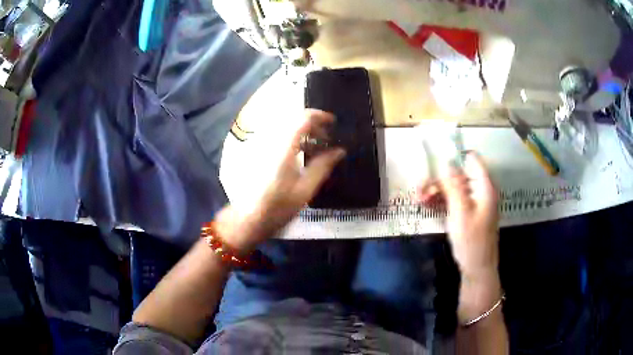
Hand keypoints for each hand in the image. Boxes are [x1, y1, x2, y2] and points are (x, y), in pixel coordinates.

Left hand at [218, 109, 345, 251]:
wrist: (249, 218)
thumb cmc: (278, 207)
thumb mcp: (305, 189)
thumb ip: (323, 166)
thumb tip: (340, 151)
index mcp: (284, 148)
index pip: (302, 119)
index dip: (319, 116)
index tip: (333, 122)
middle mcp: (272, 141)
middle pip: (294, 121)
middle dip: (313, 125)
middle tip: (328, 139)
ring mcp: (264, 147)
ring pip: (287, 129)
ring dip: (304, 133)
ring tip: (317, 148)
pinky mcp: (260, 154)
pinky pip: (280, 138)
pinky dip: (294, 140)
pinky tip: (302, 155)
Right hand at [418, 152, 500, 321]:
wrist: (477, 269)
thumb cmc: (471, 241)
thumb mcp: (460, 212)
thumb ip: (454, 185)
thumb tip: (446, 161)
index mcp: (484, 187)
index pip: (471, 159)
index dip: (453, 157)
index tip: (433, 162)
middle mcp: (480, 191)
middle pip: (458, 175)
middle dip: (439, 179)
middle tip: (420, 189)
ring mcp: (474, 202)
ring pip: (453, 188)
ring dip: (436, 191)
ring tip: (420, 200)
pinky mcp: (468, 213)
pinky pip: (453, 200)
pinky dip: (441, 201)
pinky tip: (426, 205)